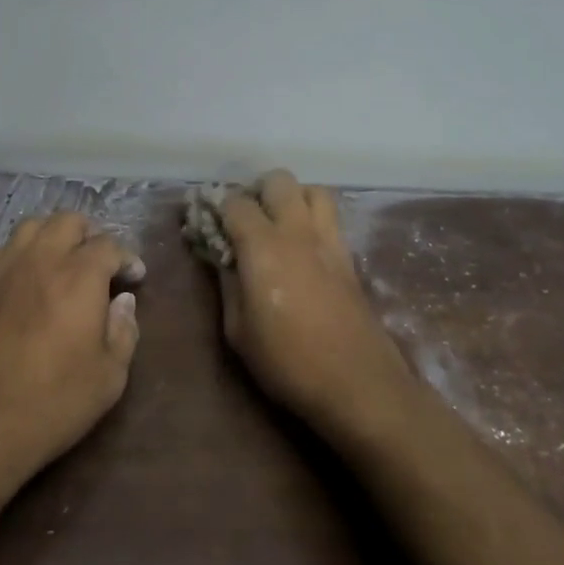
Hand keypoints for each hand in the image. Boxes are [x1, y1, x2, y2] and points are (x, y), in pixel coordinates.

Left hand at [0, 212, 143, 496]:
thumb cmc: (51, 404)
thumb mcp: (109, 377)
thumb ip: (124, 330)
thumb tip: (122, 301)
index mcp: (78, 275)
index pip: (108, 245)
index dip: (127, 258)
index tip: (134, 277)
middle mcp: (39, 259)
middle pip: (68, 221)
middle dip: (90, 235)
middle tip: (99, 264)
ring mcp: (1, 268)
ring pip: (31, 228)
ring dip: (53, 237)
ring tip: (62, 264)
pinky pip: (4, 252)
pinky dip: (24, 257)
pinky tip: (27, 285)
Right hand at [209, 170, 413, 438]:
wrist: (358, 384)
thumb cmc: (287, 362)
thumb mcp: (238, 330)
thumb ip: (228, 284)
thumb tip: (222, 258)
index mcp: (263, 246)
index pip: (236, 202)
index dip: (216, 206)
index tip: (205, 220)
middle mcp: (298, 232)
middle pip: (279, 181)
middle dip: (257, 191)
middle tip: (245, 218)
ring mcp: (329, 241)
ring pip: (313, 190)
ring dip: (292, 198)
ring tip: (278, 224)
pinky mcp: (349, 257)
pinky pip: (330, 218)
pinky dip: (313, 218)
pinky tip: (302, 247)